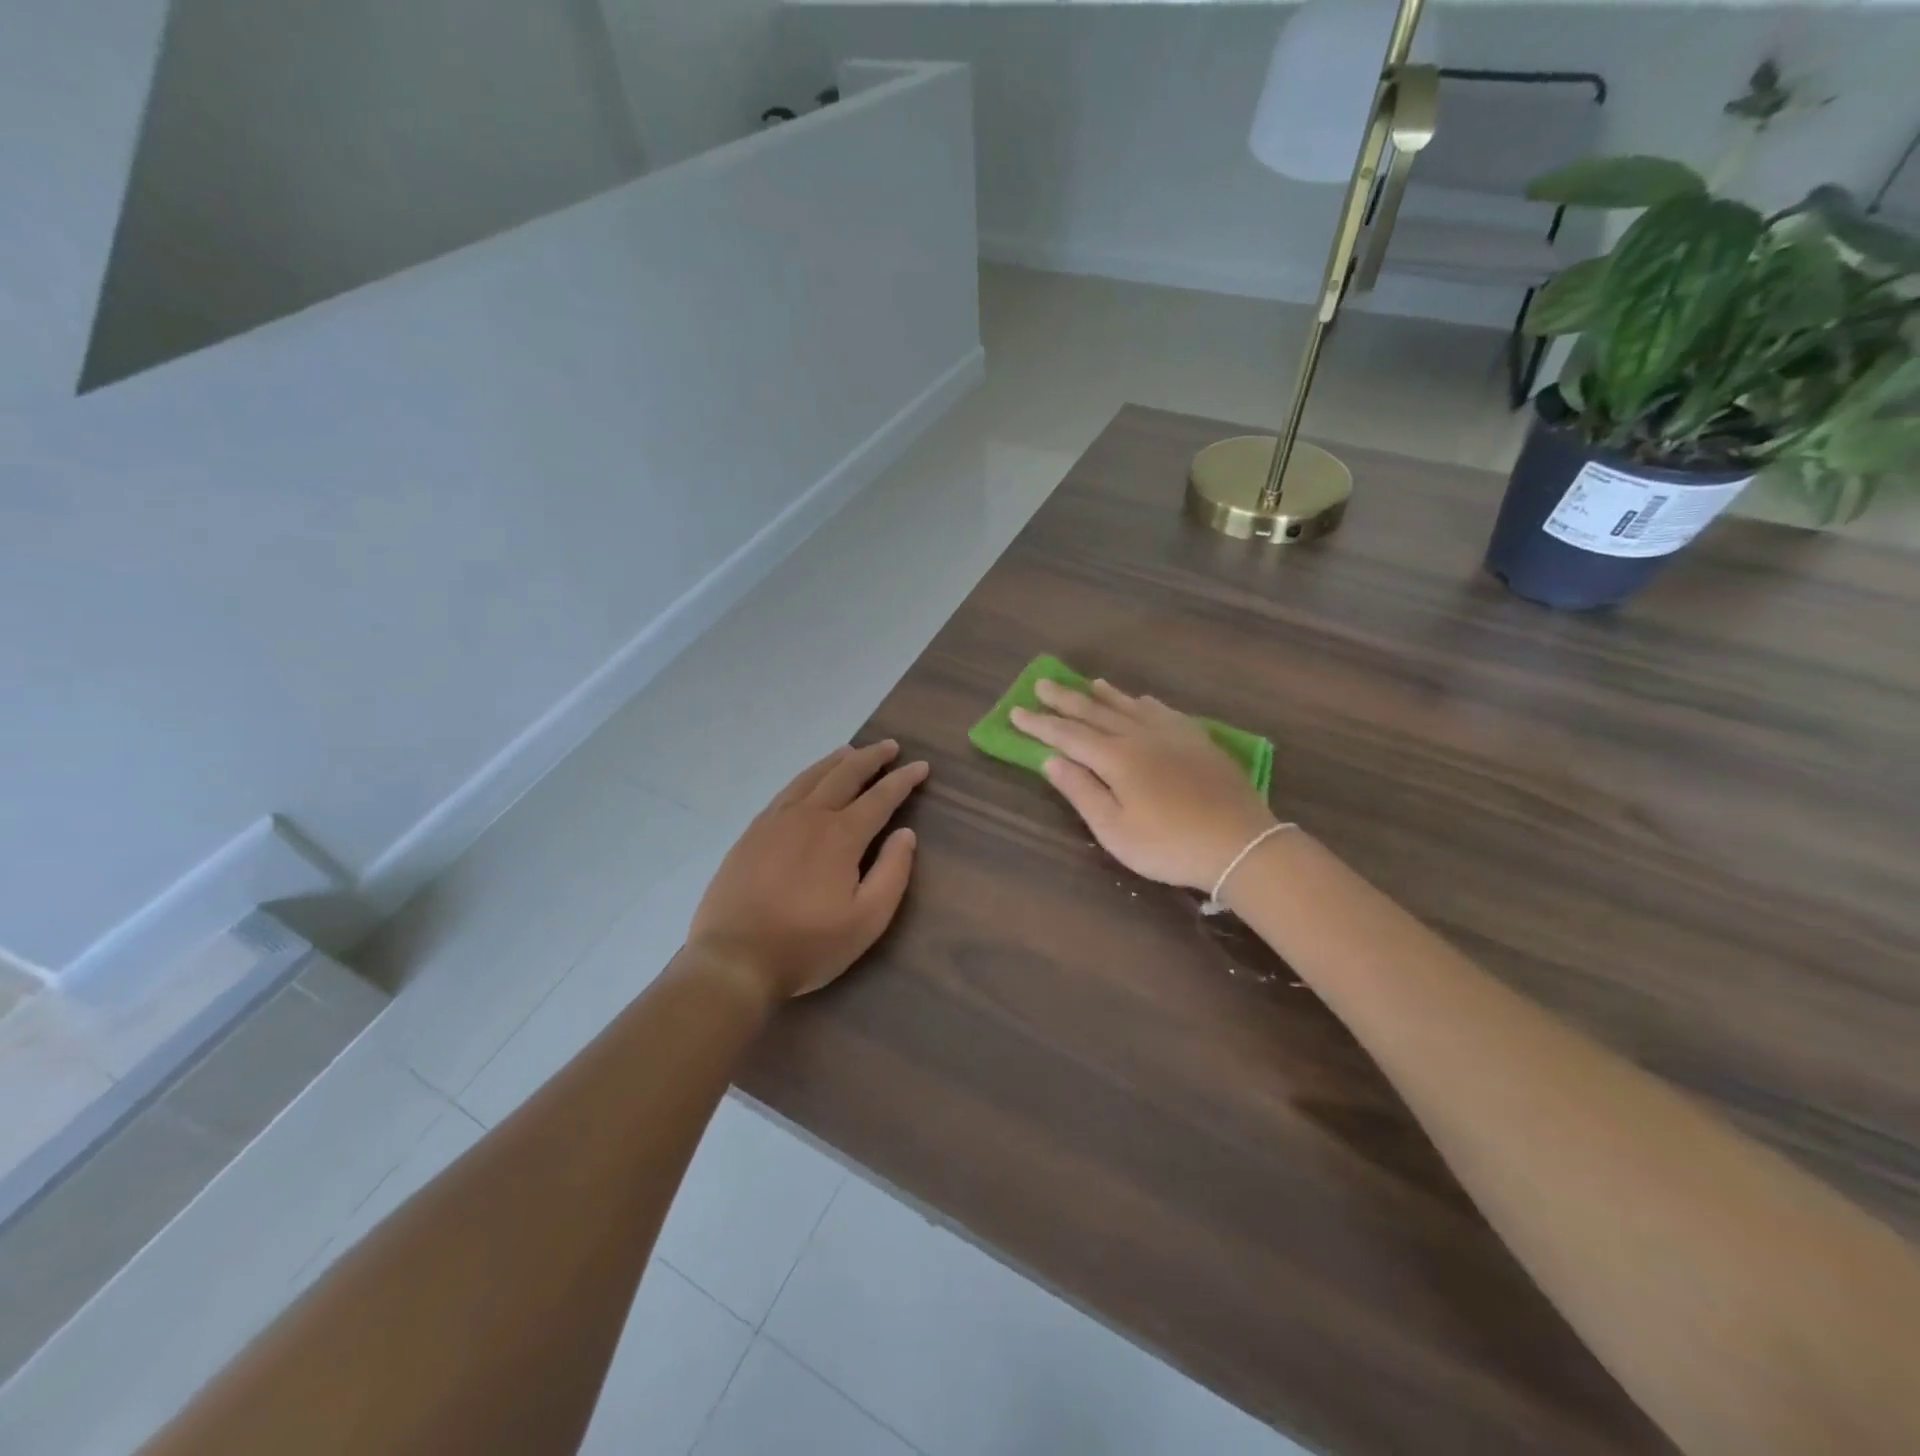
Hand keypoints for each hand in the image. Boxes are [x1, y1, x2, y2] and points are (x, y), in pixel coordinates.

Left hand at [688, 741, 927, 1000]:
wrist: (734, 960)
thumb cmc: (807, 944)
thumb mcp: (866, 920)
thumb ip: (892, 873)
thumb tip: (906, 834)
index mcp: (840, 835)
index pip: (880, 797)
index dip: (903, 780)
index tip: (921, 766)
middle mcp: (809, 816)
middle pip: (845, 774)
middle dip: (871, 758)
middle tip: (890, 747)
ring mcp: (775, 821)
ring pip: (811, 777)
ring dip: (837, 761)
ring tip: (852, 751)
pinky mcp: (751, 833)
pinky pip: (786, 791)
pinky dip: (807, 777)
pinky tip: (809, 781)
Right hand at [1012, 679, 1276, 891]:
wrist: (1240, 844)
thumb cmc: (1168, 845)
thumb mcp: (1114, 829)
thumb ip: (1081, 791)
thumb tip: (1050, 760)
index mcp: (1115, 758)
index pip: (1068, 735)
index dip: (1040, 724)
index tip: (1016, 711)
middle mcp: (1140, 736)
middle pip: (1095, 712)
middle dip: (1065, 700)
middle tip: (1042, 684)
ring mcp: (1172, 734)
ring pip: (1130, 706)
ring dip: (1104, 695)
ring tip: (1087, 683)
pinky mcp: (1198, 740)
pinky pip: (1163, 711)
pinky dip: (1144, 703)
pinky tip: (1141, 700)